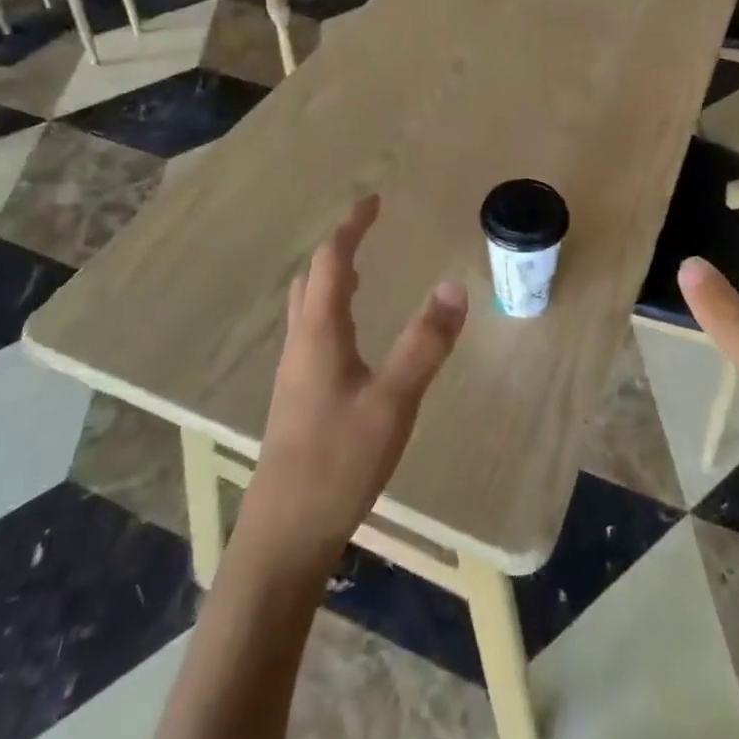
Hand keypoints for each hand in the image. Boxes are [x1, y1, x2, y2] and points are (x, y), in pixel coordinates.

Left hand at [243, 195, 467, 564]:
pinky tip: (353, 338)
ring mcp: (294, 375)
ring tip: (361, 273)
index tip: (373, 201)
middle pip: (310, 280)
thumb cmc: (337, 463)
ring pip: (307, 309)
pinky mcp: (298, 400)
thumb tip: (453, 286)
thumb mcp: (393, 402)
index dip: (350, 227)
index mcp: (319, 334)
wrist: (284, 537)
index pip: (330, 262)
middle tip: (367, 233)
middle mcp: (300, 345)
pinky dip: (331, 312)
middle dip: (337, 249)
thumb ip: (424, 344)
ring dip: (331, 280)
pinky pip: (312, 335)